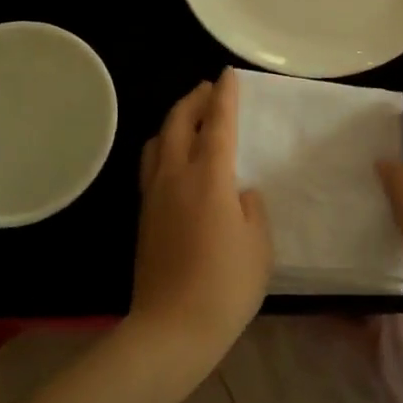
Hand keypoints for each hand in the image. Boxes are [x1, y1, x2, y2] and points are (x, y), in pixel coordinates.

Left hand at [127, 70, 271, 377]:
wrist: (171, 329)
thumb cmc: (226, 286)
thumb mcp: (259, 244)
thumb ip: (251, 207)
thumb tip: (239, 192)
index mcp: (209, 177)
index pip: (217, 123)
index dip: (224, 96)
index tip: (227, 74)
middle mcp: (176, 176)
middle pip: (178, 122)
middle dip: (194, 99)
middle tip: (208, 89)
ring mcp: (154, 195)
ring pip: (157, 141)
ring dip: (174, 120)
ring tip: (190, 118)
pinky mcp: (143, 215)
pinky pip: (150, 164)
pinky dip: (163, 146)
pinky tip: (174, 157)